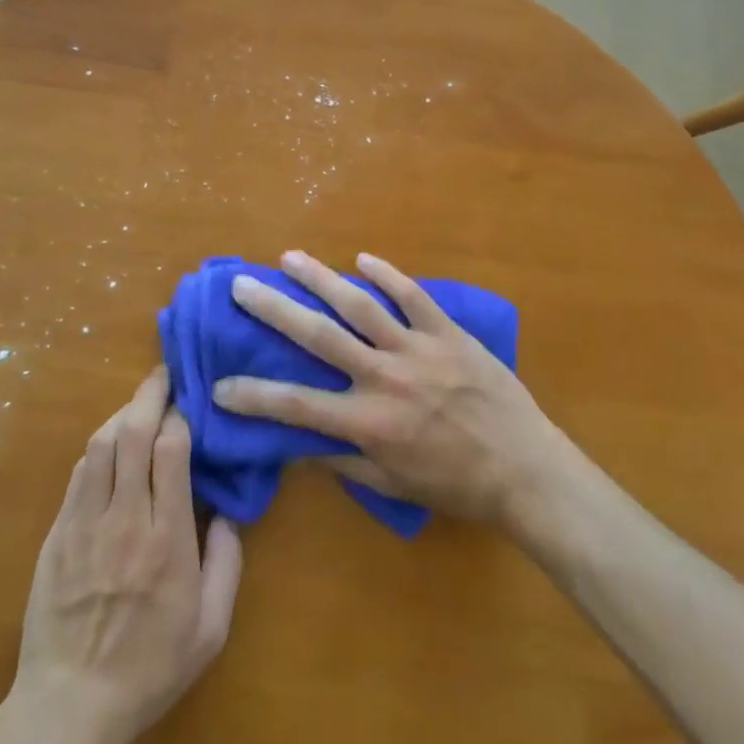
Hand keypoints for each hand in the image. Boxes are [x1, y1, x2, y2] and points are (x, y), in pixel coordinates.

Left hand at [10, 369, 242, 743]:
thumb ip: (227, 564)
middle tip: (162, 375)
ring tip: (138, 405)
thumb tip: (227, 512)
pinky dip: (97, 449)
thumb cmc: (149, 668)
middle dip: (149, 395)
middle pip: (132, 435)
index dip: (180, 416)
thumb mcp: (211, 628)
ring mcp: (84, 524)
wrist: (70, 705)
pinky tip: (108, 445)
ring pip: (100, 446)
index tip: (189, 402)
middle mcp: (125, 519)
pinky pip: (78, 474)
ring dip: (121, 416)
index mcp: (168, 539)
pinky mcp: (57, 534)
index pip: (171, 451)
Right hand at [214, 250, 561, 527]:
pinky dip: (387, 274)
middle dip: (275, 310)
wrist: (524, 469)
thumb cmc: (456, 485)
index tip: (219, 385)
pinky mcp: (447, 332)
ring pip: (360, 306)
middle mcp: (384, 378)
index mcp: (368, 422)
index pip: (297, 406)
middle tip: (242, 287)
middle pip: (319, 337)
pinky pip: (413, 296)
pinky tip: (361, 257)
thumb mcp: (394, 485)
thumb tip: (300, 444)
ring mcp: (417, 349)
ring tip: (289, 258)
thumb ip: (344, 462)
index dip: (254, 396)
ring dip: (321, 279)